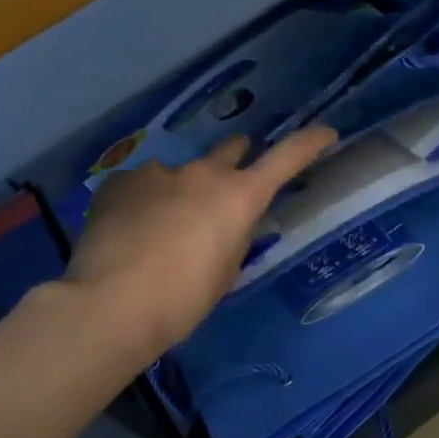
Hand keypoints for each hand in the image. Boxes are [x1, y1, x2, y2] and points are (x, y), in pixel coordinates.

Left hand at [64, 128, 337, 356]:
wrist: (111, 304)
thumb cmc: (183, 299)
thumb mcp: (226, 271)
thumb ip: (235, 235)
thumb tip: (228, 220)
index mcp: (239, 196)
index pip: (286, 158)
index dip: (310, 143)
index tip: (327, 133)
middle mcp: (202, 173)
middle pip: (232, 150)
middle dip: (236, 162)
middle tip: (227, 190)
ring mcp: (158, 172)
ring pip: (181, 173)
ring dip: (182, 191)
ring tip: (162, 230)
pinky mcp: (121, 181)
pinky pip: (143, 185)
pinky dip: (145, 202)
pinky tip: (131, 231)